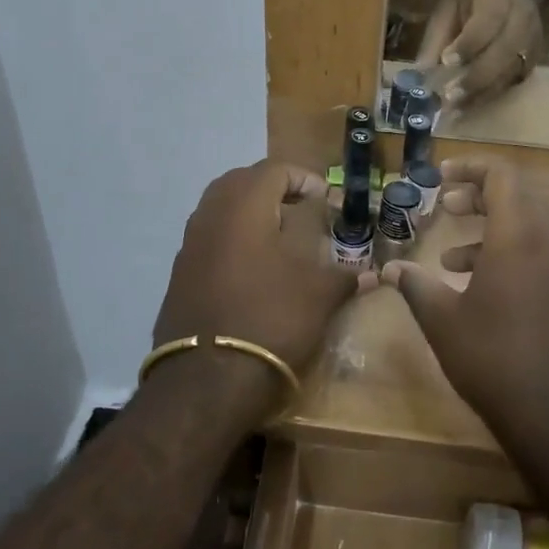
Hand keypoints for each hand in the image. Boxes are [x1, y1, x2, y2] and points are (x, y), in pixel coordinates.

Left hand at [150, 161, 361, 416]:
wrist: (207, 379)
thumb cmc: (271, 319)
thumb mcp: (319, 295)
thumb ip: (344, 276)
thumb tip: (370, 274)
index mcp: (244, 205)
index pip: (274, 169)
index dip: (303, 178)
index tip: (324, 198)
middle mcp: (210, 215)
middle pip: (240, 181)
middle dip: (271, 188)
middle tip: (298, 207)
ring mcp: (189, 245)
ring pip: (219, 209)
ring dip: (248, 212)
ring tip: (278, 236)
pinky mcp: (178, 274)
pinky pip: (207, 239)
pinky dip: (231, 239)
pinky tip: (252, 268)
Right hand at [379, 160, 548, 450]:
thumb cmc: (494, 359)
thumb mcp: (443, 321)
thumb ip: (416, 286)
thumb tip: (389, 269)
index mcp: (518, 237)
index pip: (502, 176)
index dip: (470, 167)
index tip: (441, 176)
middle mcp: (548, 245)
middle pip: (516, 198)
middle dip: (478, 197)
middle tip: (445, 208)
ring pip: (528, 229)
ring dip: (490, 231)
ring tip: (451, 259)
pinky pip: (539, 257)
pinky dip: (509, 256)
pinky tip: (481, 292)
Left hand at [415, 0, 543, 110]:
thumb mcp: (451, 4)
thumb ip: (438, 35)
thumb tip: (422, 70)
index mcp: (499, 0)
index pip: (486, 26)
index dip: (467, 45)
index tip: (447, 61)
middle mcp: (522, 23)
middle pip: (502, 55)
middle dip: (475, 78)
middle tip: (449, 96)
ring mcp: (532, 44)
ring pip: (508, 74)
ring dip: (481, 94)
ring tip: (455, 109)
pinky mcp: (533, 61)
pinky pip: (512, 83)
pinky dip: (489, 96)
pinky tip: (468, 106)